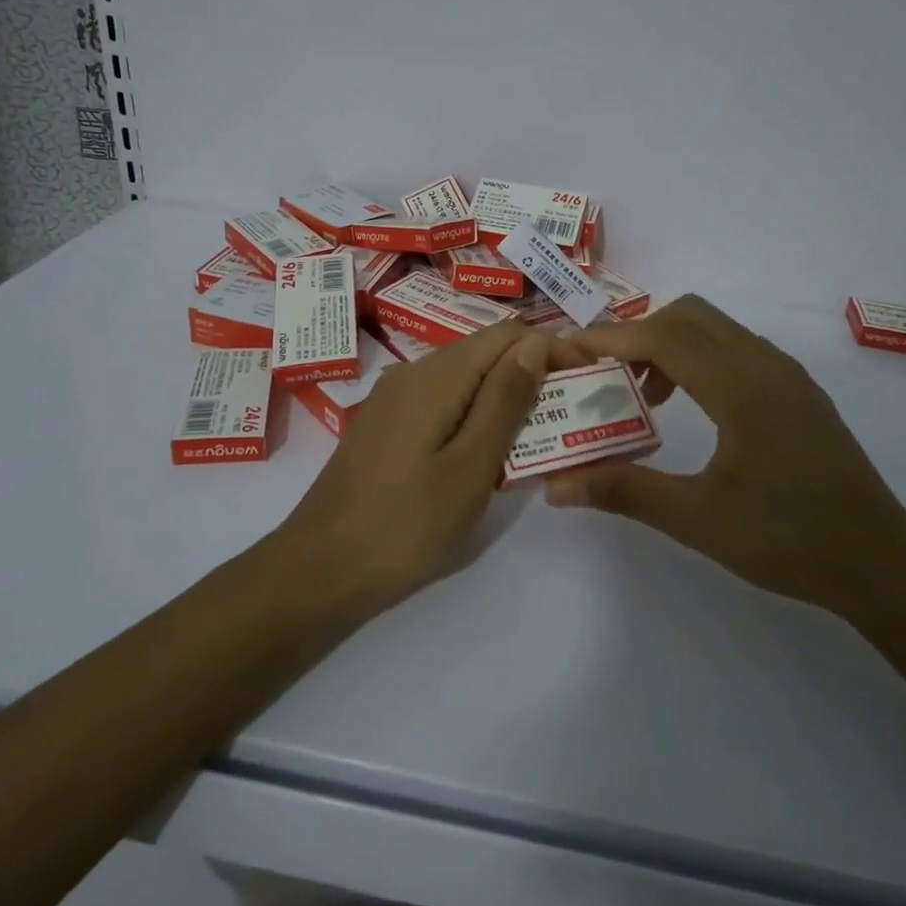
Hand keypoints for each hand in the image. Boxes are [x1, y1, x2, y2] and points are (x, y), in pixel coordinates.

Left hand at [275, 323, 583, 610]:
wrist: (319, 570)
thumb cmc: (405, 524)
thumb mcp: (471, 466)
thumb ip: (505, 400)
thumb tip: (536, 343)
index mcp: (437, 375)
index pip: (508, 335)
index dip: (551, 349)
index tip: (586, 382)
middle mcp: (413, 373)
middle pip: (485, 353)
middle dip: (531, 375)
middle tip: (567, 419)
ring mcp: (393, 399)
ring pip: (464, 380)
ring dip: (504, 399)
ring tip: (536, 440)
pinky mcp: (385, 426)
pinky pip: (441, 403)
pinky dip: (473, 417)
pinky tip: (485, 454)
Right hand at [544, 296, 905, 618]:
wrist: (879, 561)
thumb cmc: (787, 539)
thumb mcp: (698, 520)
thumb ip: (625, 492)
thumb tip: (556, 487)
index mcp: (741, 386)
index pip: (663, 337)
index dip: (611, 340)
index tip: (568, 351)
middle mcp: (765, 364)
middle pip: (688, 315)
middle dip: (638, 334)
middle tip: (604, 375)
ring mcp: (787, 374)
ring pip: (715, 328)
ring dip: (670, 344)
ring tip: (642, 395)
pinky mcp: (798, 390)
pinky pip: (736, 348)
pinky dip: (699, 357)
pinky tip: (690, 406)